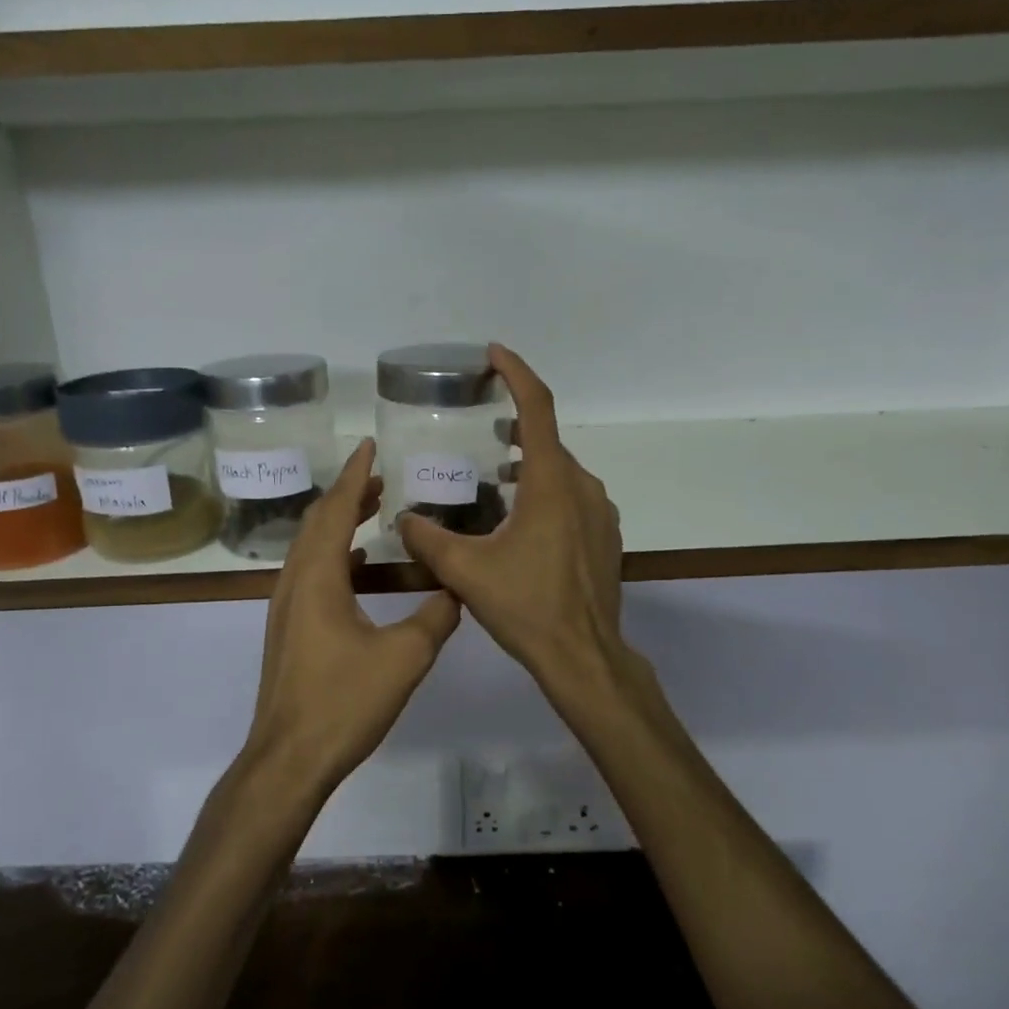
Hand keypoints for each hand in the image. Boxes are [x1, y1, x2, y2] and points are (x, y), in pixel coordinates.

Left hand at [240, 439, 461, 795]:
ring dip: (338, 522)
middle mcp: (294, 583)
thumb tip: (457, 588)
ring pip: (310, 547)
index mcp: (317, 578)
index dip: (355, 475)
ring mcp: (286, 607)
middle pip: (317, 522)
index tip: (370, 445)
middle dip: (347, 493)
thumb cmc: (343, 702)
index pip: (335, 510)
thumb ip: (436, 616)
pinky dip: (333, 553)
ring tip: (371, 509)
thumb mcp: (405, 657)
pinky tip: (357, 564)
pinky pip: (310, 572)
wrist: (289, 758)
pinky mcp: (289, 629)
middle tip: (379, 476)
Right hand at [395, 345, 629, 703]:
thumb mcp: (466, 572)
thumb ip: (428, 540)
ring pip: (561, 471)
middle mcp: (582, 487)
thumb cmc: (526, 606)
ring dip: (530, 463)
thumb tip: (402, 520)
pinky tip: (522, 520)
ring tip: (497, 475)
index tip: (494, 353)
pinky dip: (547, 491)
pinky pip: (573, 497)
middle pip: (547, 441)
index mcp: (550, 483)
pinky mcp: (605, 536)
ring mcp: (600, 512)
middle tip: (482, 429)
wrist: (583, 655)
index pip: (537, 408)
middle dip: (516, 426)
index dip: (516, 373)